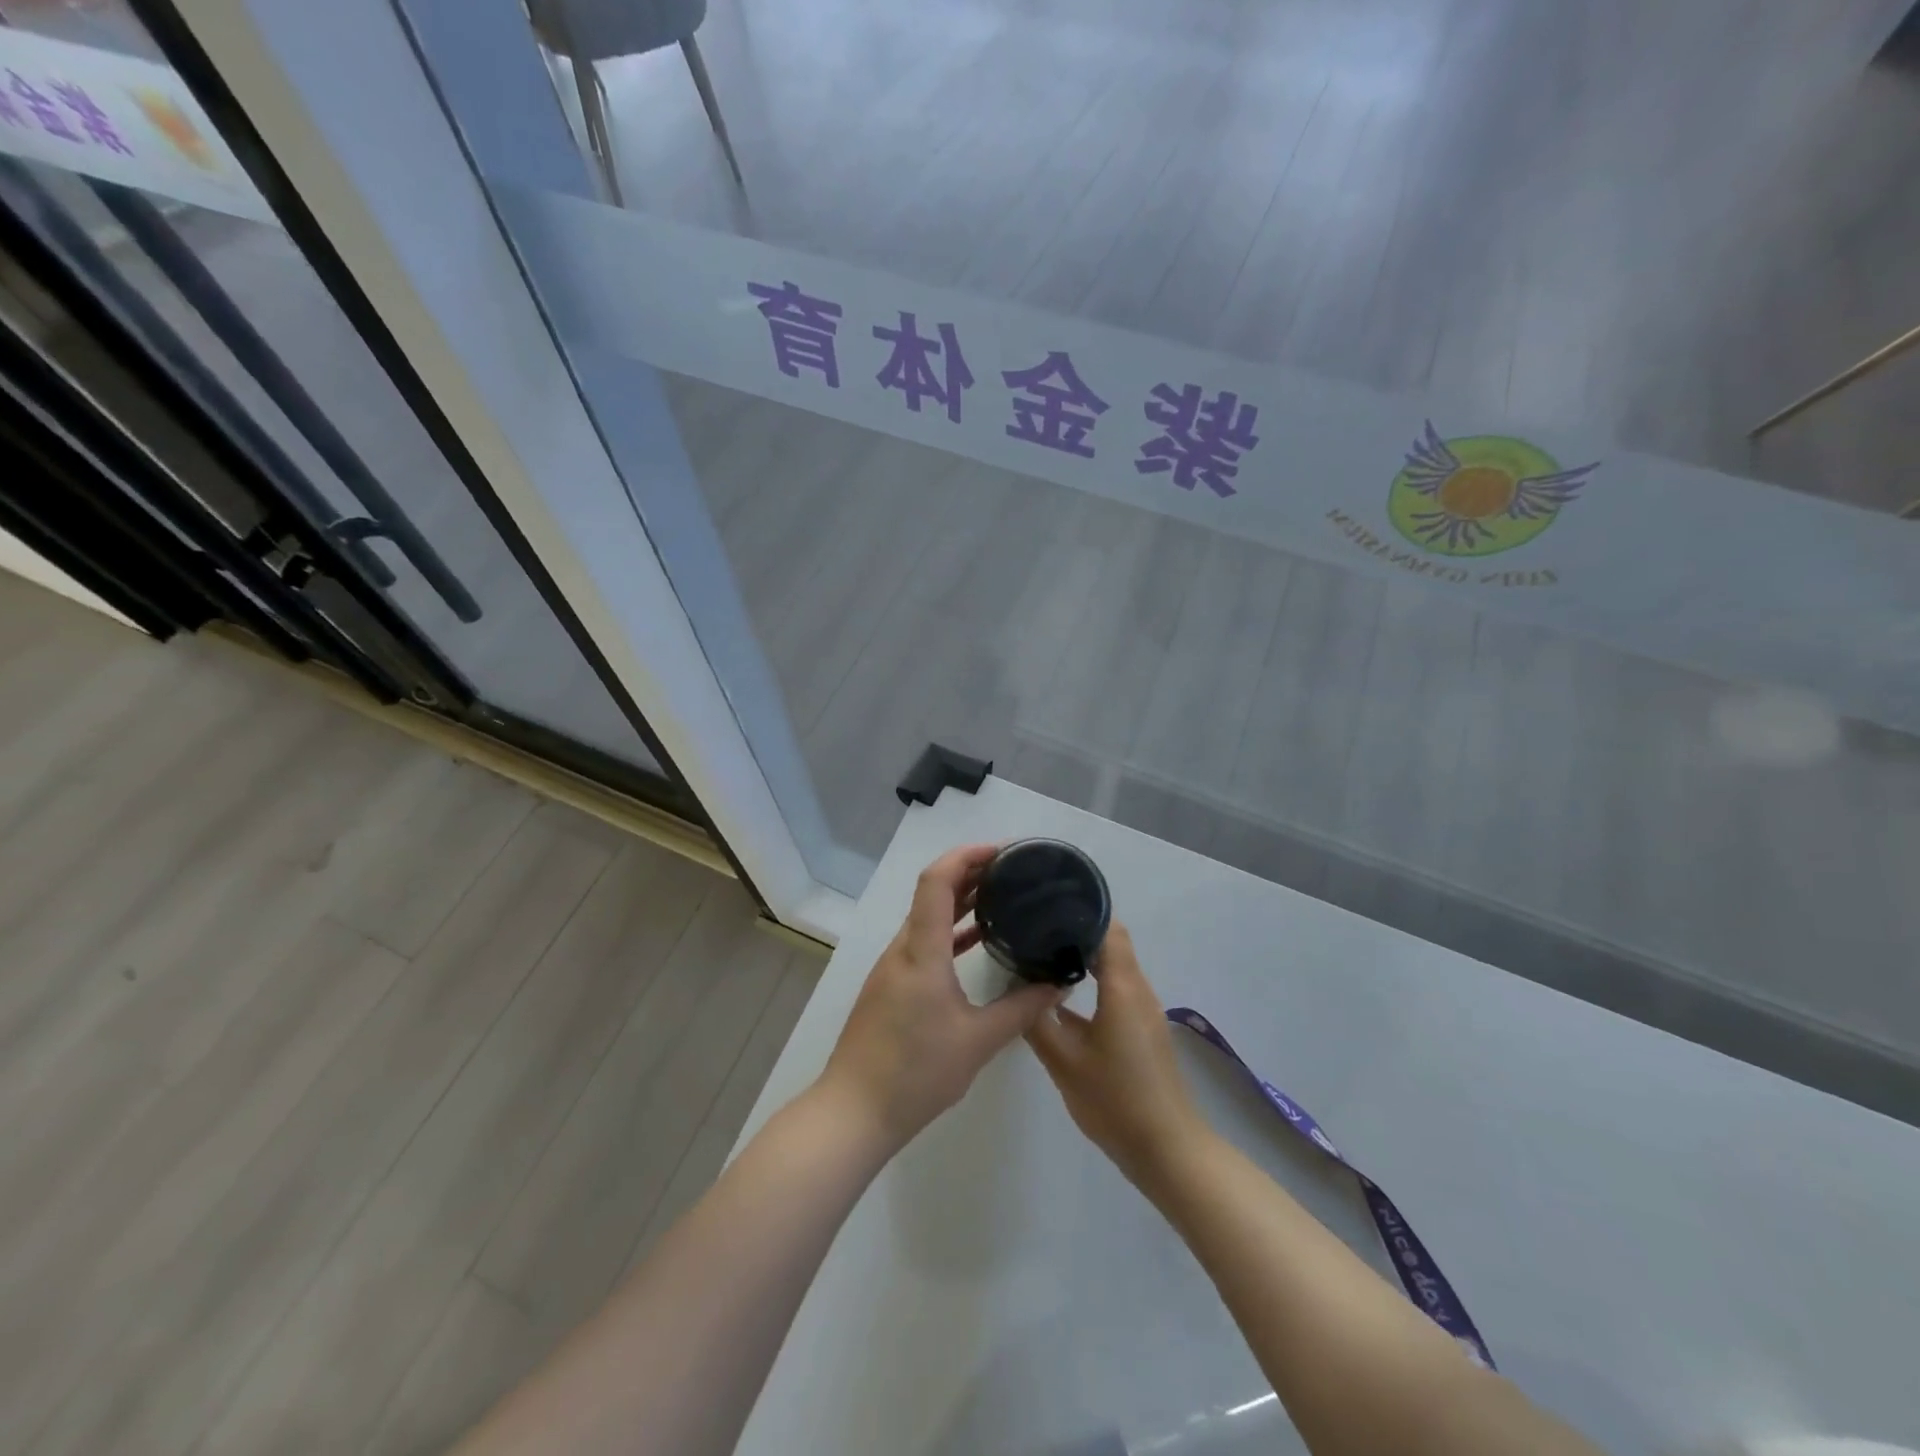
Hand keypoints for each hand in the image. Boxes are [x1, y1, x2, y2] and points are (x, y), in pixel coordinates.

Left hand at [817, 844, 1065, 1154]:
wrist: (855, 1111)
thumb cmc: (916, 1073)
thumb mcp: (979, 1041)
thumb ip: (1021, 1009)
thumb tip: (1058, 983)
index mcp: (921, 951)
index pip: (936, 881)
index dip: (966, 856)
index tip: (1002, 852)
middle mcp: (903, 948)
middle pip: (932, 892)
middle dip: (970, 872)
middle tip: (1013, 870)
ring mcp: (893, 967)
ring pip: (927, 917)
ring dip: (960, 901)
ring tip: (1001, 896)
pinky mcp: (891, 986)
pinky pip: (923, 942)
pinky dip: (949, 931)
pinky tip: (977, 941)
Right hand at [1024, 923, 1207, 1189]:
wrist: (1166, 1150)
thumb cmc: (1116, 1100)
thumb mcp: (1064, 1061)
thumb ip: (1037, 1020)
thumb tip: (1017, 985)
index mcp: (1123, 987)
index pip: (1107, 927)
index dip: (1080, 910)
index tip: (1045, 904)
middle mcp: (1137, 990)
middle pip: (1110, 942)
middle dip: (1075, 929)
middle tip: (1034, 926)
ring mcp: (1142, 1011)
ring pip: (1113, 967)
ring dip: (1082, 956)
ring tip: (1040, 952)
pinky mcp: (1140, 1031)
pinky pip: (1115, 990)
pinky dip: (1091, 982)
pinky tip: (1059, 996)